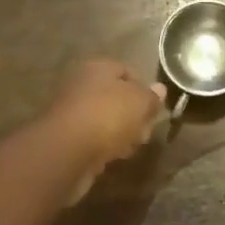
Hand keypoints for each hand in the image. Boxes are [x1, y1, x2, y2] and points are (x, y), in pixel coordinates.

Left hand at [42, 59, 166, 203]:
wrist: (66, 151)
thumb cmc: (108, 116)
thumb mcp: (141, 102)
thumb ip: (152, 96)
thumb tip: (160, 89)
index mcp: (98, 67)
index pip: (127, 71)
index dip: (144, 89)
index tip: (154, 109)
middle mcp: (81, 84)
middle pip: (115, 96)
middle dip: (132, 114)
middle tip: (144, 130)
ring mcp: (70, 111)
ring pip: (104, 119)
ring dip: (119, 132)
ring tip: (131, 147)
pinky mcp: (64, 138)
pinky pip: (91, 138)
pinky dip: (103, 146)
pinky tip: (113, 157)